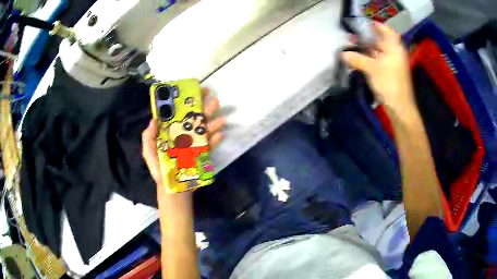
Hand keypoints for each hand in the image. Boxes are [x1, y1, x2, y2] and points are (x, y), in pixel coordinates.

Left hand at [142, 88, 224, 188]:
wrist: (171, 189)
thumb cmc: (159, 170)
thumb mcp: (149, 153)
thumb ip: (148, 137)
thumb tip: (154, 119)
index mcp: (171, 133)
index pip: (179, 114)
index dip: (186, 103)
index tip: (194, 92)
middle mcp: (184, 136)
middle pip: (195, 119)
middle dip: (204, 109)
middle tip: (214, 99)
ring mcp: (194, 145)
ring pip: (204, 131)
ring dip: (213, 123)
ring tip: (221, 117)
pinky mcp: (201, 155)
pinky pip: (209, 147)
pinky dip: (214, 141)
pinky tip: (220, 135)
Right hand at [342, 22, 414, 111]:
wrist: (400, 107)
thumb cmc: (389, 84)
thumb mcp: (372, 69)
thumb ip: (357, 59)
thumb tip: (343, 54)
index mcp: (394, 48)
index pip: (387, 31)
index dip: (377, 25)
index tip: (364, 24)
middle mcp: (395, 54)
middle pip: (381, 41)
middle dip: (366, 38)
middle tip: (353, 36)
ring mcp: (393, 64)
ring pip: (379, 52)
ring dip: (366, 49)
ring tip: (352, 46)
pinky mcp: (390, 74)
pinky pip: (379, 62)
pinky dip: (369, 59)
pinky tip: (359, 60)